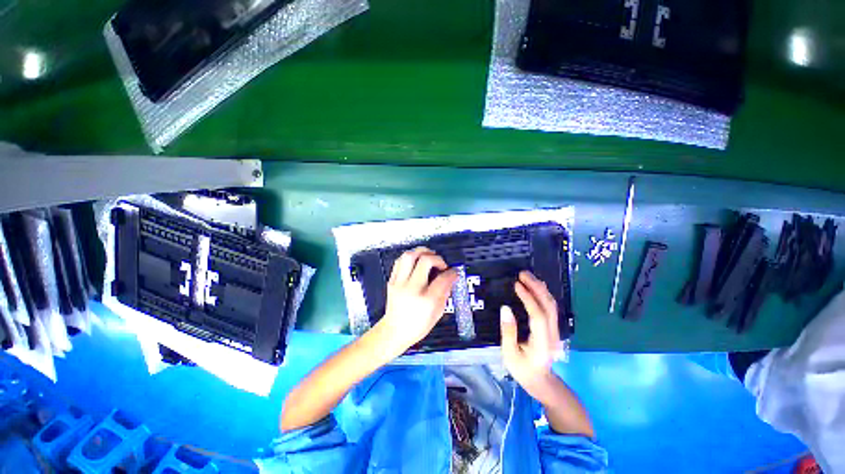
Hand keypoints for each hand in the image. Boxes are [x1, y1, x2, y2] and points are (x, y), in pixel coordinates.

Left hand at [374, 247, 457, 355]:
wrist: (394, 331)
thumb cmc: (417, 326)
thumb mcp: (438, 313)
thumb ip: (445, 292)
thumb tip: (451, 277)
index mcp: (426, 301)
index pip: (442, 278)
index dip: (451, 272)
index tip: (454, 272)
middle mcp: (412, 289)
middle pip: (425, 261)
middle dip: (437, 258)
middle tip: (441, 264)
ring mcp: (399, 283)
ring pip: (409, 256)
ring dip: (422, 252)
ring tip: (429, 257)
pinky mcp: (392, 280)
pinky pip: (400, 261)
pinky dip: (411, 257)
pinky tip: (416, 262)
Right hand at [500, 271, 562, 402]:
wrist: (541, 382)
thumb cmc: (523, 370)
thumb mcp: (509, 354)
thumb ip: (508, 331)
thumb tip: (505, 308)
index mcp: (541, 342)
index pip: (538, 315)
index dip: (528, 298)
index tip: (517, 284)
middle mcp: (552, 334)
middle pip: (549, 306)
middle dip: (537, 287)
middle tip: (523, 274)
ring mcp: (555, 331)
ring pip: (552, 305)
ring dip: (541, 288)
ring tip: (527, 277)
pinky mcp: (553, 328)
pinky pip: (550, 308)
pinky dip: (542, 294)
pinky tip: (535, 287)